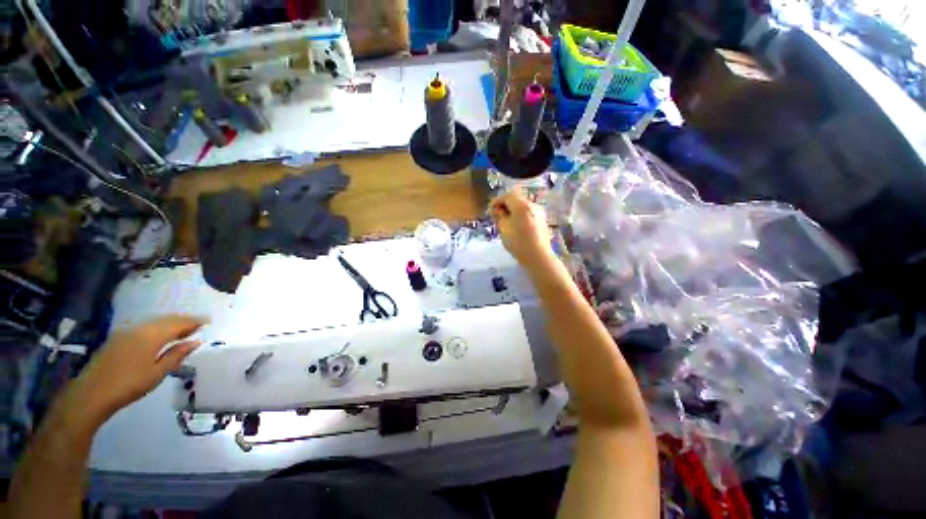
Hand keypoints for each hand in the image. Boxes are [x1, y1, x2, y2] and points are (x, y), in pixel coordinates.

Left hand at [71, 316, 204, 422]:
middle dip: (184, 320)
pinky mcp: (118, 337)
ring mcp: (127, 331)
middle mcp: (141, 328)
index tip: (208, 321)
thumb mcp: (157, 373)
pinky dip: (158, 327)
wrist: (92, 393)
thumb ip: (177, 355)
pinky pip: (144, 326)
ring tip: (182, 330)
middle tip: (198, 325)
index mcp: (152, 335)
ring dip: (170, 323)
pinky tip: (160, 335)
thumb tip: (196, 342)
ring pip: (154, 322)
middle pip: (166, 319)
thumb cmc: (130, 384)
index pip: (179, 323)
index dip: (195, 321)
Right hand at [489, 189, 553, 270]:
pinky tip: (516, 226)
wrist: (538, 256)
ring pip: (523, 206)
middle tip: (497, 216)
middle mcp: (532, 205)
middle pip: (516, 199)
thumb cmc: (517, 242)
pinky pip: (528, 213)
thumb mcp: (503, 228)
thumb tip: (497, 209)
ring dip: (513, 211)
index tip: (490, 211)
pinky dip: (520, 216)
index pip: (507, 195)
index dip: (497, 201)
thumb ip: (499, 215)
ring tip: (506, 222)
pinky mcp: (542, 220)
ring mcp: (539, 212)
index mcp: (521, 205)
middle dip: (505, 205)